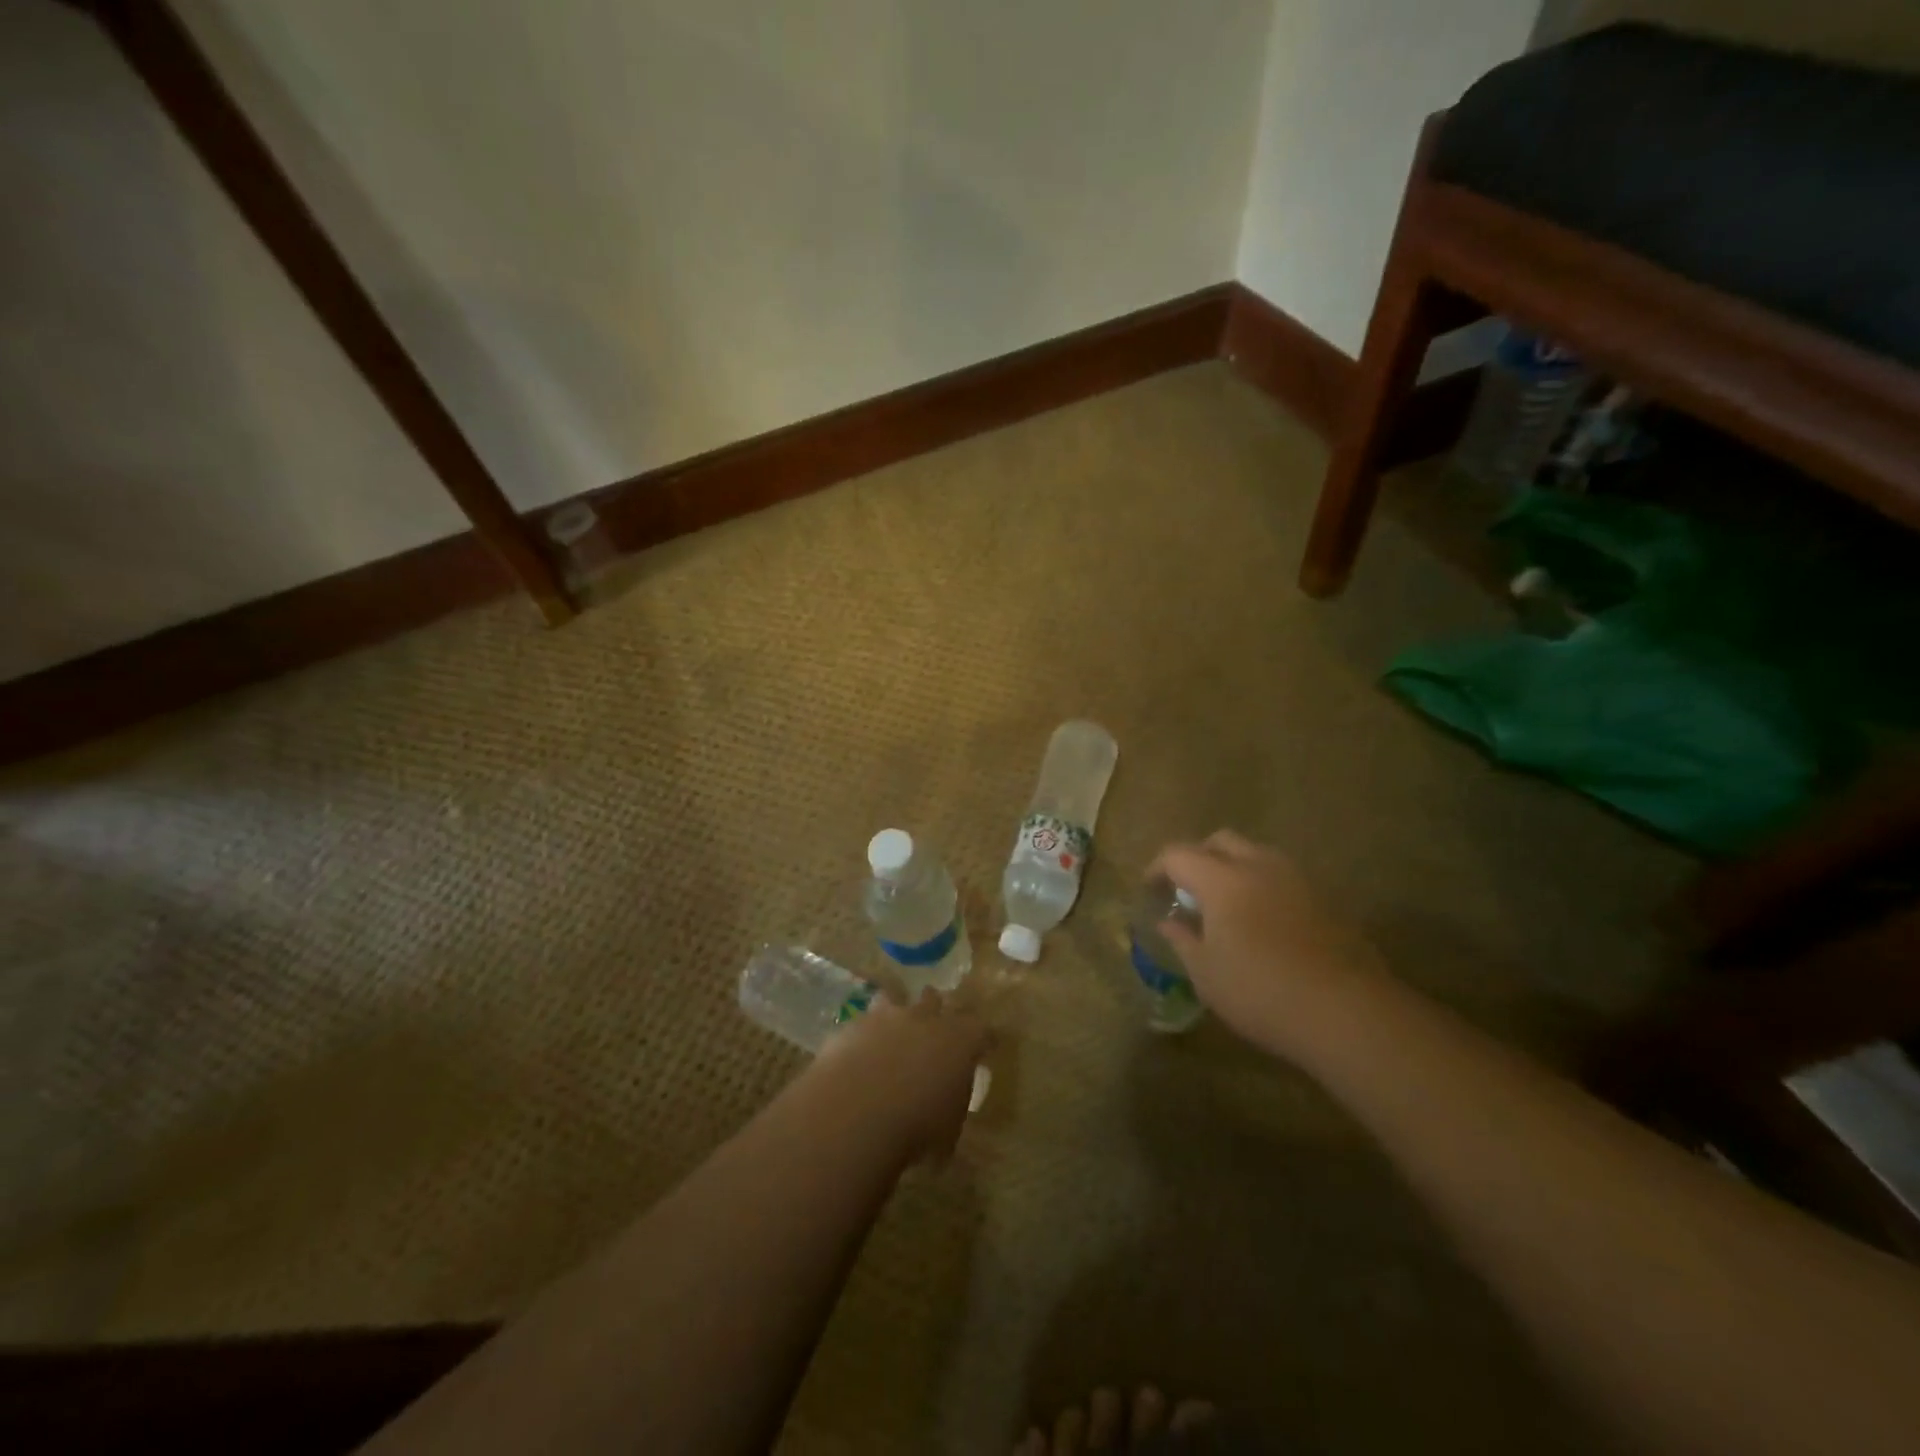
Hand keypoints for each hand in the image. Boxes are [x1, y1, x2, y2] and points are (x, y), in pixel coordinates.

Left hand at [814, 990, 990, 1163]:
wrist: (858, 1109)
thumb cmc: (917, 1125)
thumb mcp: (948, 1131)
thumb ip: (950, 1109)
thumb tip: (944, 1112)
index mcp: (961, 1040)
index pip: (982, 1030)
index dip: (983, 1038)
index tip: (985, 1045)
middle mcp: (927, 1018)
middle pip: (937, 1000)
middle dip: (936, 1010)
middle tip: (934, 1029)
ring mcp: (888, 1016)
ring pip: (897, 999)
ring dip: (897, 1012)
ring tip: (893, 1030)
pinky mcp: (855, 1024)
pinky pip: (864, 1023)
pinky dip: (865, 1035)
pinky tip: (859, 1053)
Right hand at [1149, 831, 1384, 1056]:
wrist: (1346, 1013)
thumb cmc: (1261, 993)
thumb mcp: (1206, 974)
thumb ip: (1182, 940)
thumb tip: (1169, 922)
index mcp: (1222, 880)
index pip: (1178, 854)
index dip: (1158, 868)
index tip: (1150, 889)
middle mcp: (1259, 866)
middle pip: (1220, 841)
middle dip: (1198, 857)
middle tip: (1188, 889)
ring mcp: (1297, 879)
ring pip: (1256, 854)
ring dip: (1234, 867)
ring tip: (1226, 904)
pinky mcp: (1325, 900)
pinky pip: (1283, 877)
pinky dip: (1263, 886)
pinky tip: (1263, 922)